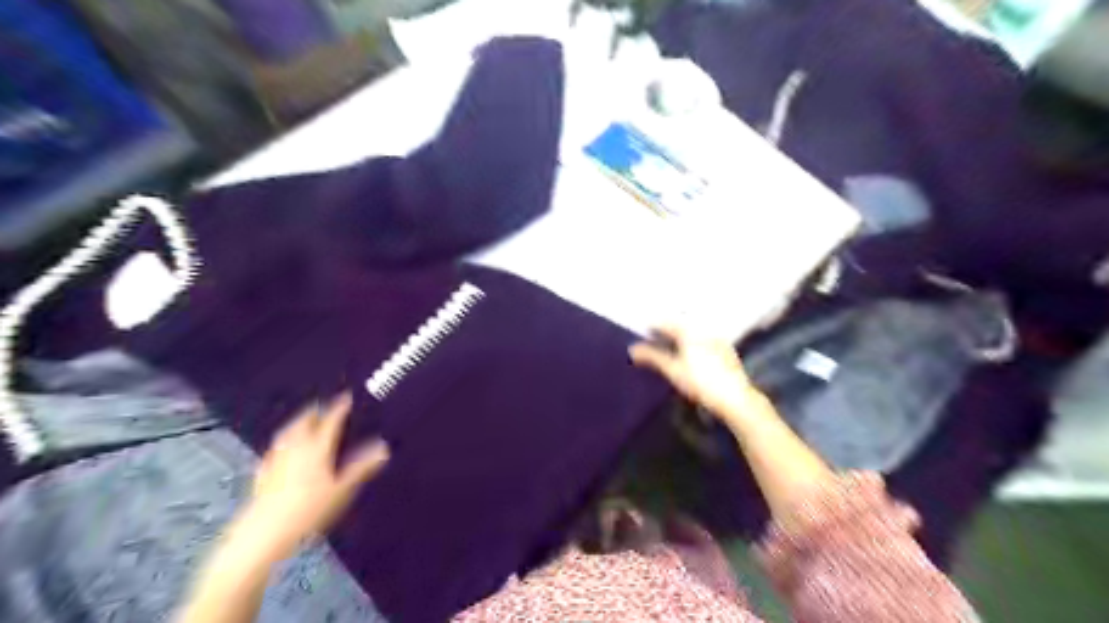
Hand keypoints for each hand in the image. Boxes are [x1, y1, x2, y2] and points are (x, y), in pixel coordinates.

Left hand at [238, 392, 388, 561]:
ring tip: (305, 419)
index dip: (340, 407)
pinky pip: (276, 447)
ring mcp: (276, 458)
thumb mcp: (343, 490)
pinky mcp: (262, 472)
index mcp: (317, 447)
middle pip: (305, 421)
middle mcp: (296, 447)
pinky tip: (283, 447)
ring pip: (288, 431)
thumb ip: (362, 467)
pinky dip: (284, 440)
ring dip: (298, 422)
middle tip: (324, 405)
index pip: (331, 420)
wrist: (264, 533)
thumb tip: (384, 447)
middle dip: (316, 410)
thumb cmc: (309, 510)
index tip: (347, 397)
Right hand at [633, 327, 762, 422]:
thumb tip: (632, 349)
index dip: (654, 326)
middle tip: (656, 336)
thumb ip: (653, 357)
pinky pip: (706, 341)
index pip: (667, 323)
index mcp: (689, 332)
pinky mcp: (727, 352)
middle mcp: (704, 331)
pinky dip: (695, 343)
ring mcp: (718, 340)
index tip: (644, 330)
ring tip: (672, 345)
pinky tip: (693, 354)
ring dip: (682, 336)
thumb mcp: (673, 370)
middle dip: (668, 329)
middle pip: (682, 326)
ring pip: (695, 333)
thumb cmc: (700, 382)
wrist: (735, 398)